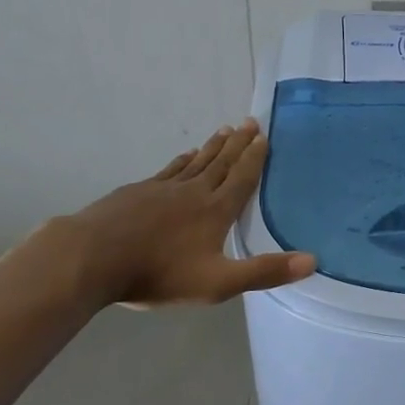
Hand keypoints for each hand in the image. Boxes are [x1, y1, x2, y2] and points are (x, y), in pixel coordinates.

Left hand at [64, 120, 315, 306]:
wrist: (91, 258)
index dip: (255, 158)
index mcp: (216, 211)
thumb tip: (312, 261)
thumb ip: (264, 272)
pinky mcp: (137, 192)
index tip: (265, 136)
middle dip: (239, 144)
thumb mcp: (218, 283)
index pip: (242, 178)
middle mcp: (194, 192)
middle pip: (222, 163)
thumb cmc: (158, 273)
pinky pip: (169, 170)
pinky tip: (185, 156)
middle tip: (250, 122)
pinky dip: (183, 160)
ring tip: (225, 130)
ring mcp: (162, 189)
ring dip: (214, 147)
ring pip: (196, 162)